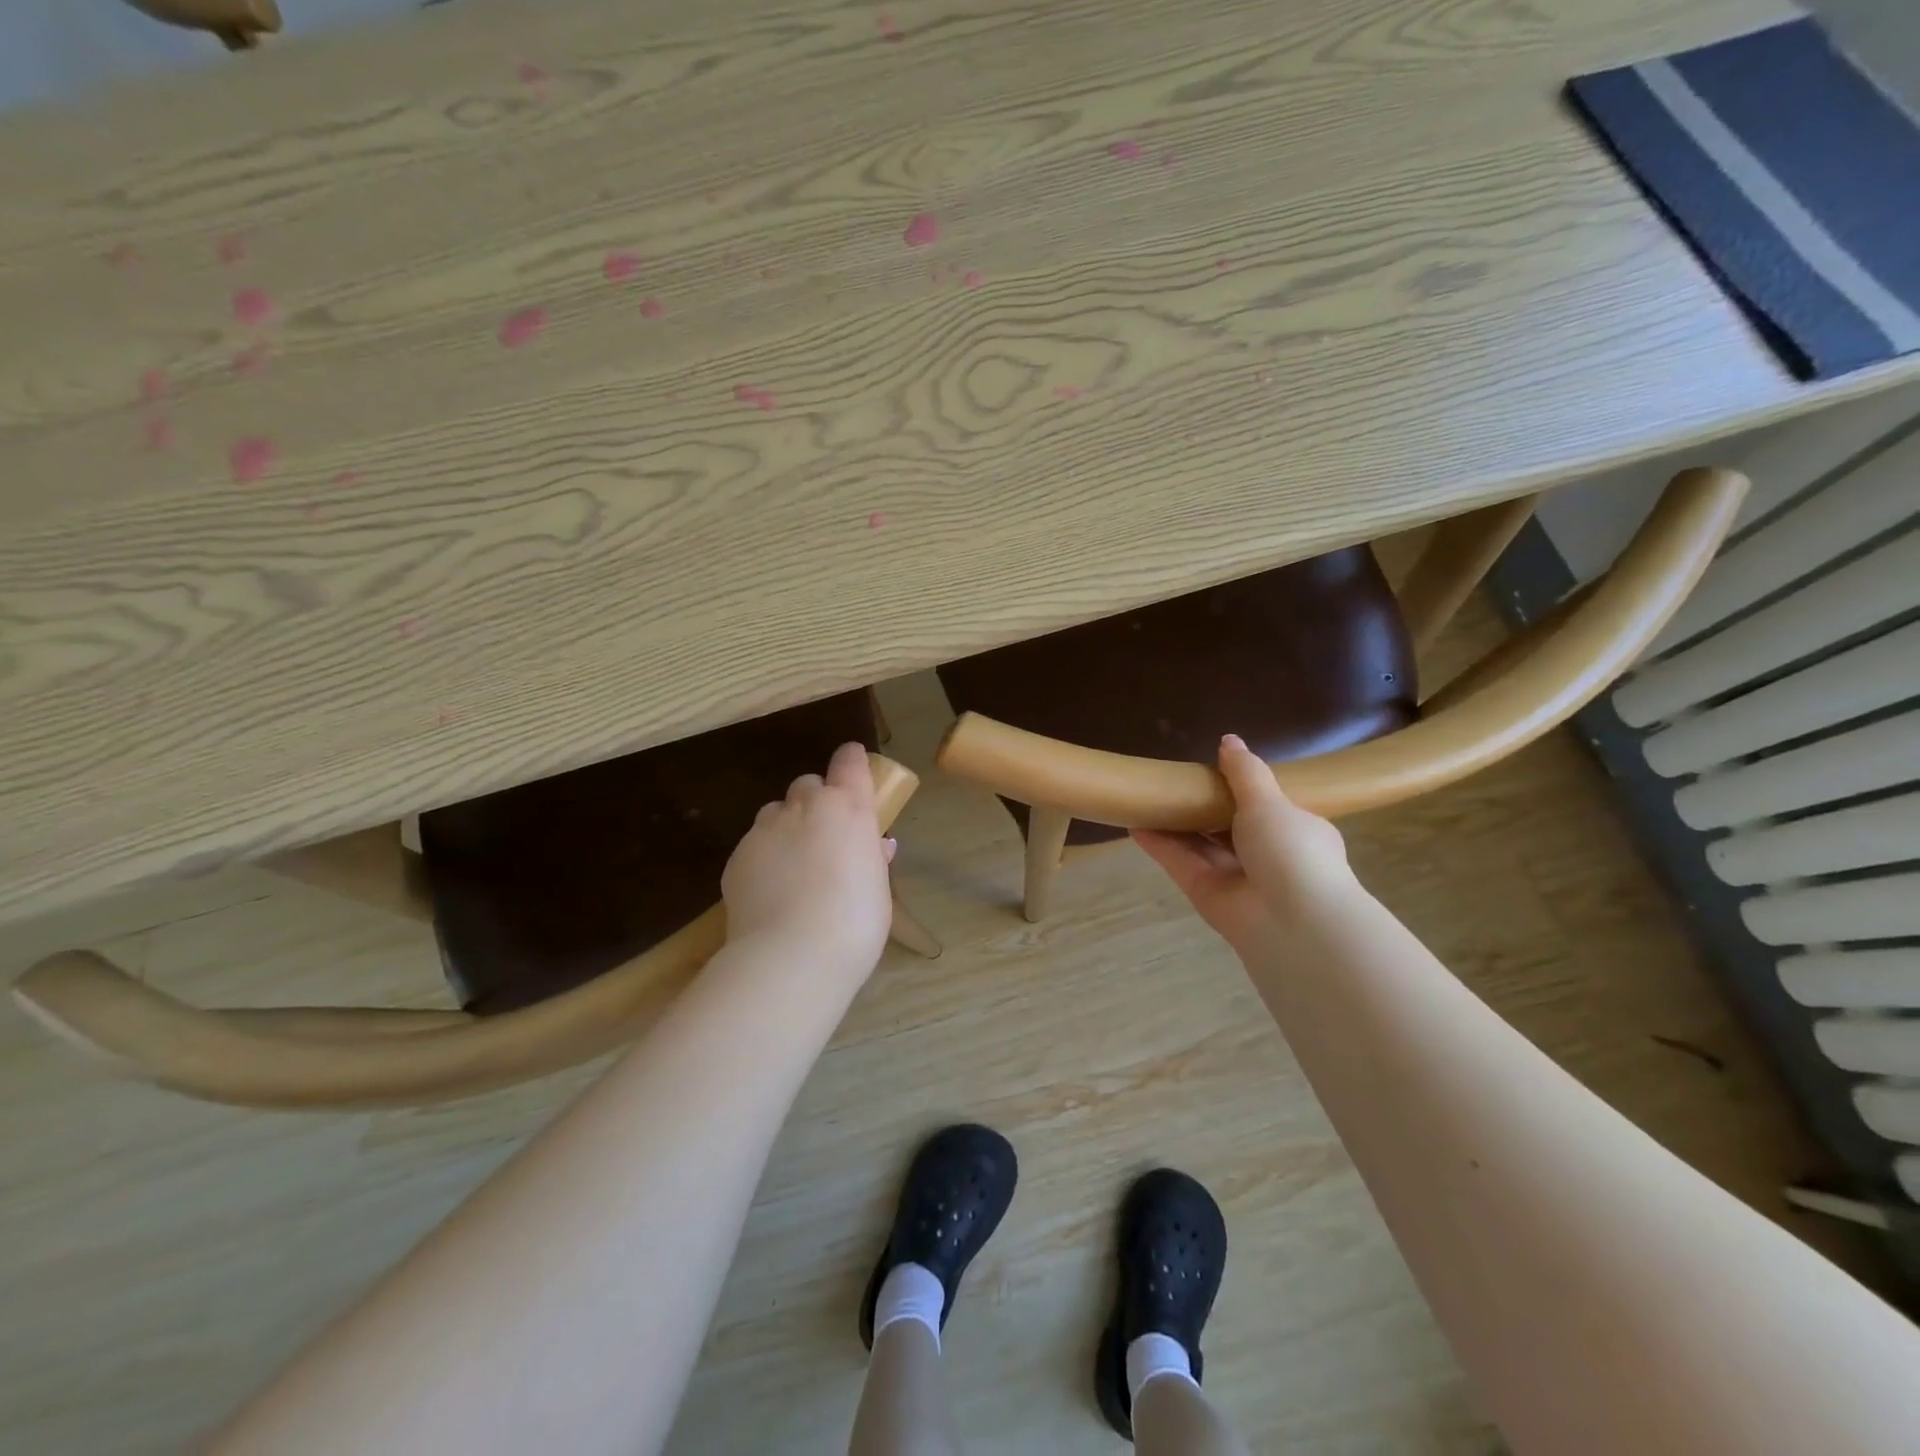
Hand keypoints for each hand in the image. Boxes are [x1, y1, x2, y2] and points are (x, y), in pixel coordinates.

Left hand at [721, 741, 896, 982]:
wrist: (792, 954)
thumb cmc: (855, 922)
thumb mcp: (878, 889)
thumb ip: (873, 860)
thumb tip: (875, 846)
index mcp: (848, 808)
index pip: (849, 763)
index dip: (851, 761)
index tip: (852, 761)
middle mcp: (805, 807)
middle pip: (808, 785)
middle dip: (816, 801)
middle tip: (825, 836)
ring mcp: (765, 829)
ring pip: (775, 813)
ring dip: (786, 827)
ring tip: (793, 866)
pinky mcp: (737, 856)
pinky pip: (754, 845)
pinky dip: (764, 858)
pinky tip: (770, 892)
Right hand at [1133, 733, 1354, 957]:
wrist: (1294, 922)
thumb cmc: (1292, 851)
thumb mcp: (1270, 801)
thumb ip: (1245, 772)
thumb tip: (1228, 740)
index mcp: (1295, 831)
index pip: (1267, 807)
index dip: (1240, 790)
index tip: (1212, 770)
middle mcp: (1267, 856)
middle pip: (1227, 827)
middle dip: (1202, 806)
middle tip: (1173, 781)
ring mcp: (1235, 877)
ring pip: (1199, 845)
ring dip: (1175, 824)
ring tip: (1146, 797)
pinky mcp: (1206, 894)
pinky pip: (1180, 863)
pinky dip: (1159, 844)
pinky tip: (1134, 823)